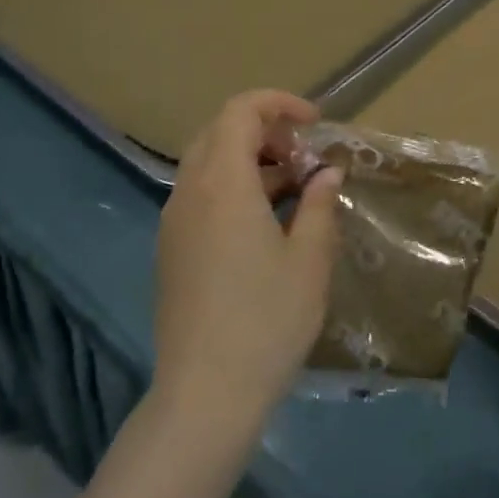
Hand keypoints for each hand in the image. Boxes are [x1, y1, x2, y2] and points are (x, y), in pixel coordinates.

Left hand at [153, 91, 342, 434]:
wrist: (206, 393)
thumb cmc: (267, 319)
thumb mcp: (310, 259)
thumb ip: (320, 204)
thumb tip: (327, 172)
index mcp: (223, 184)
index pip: (241, 111)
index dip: (279, 104)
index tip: (315, 124)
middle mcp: (190, 192)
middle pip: (220, 132)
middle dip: (266, 132)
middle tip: (306, 158)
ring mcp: (175, 223)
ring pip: (207, 164)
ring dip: (250, 161)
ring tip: (295, 191)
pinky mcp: (172, 250)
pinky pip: (201, 196)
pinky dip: (234, 189)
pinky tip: (267, 225)